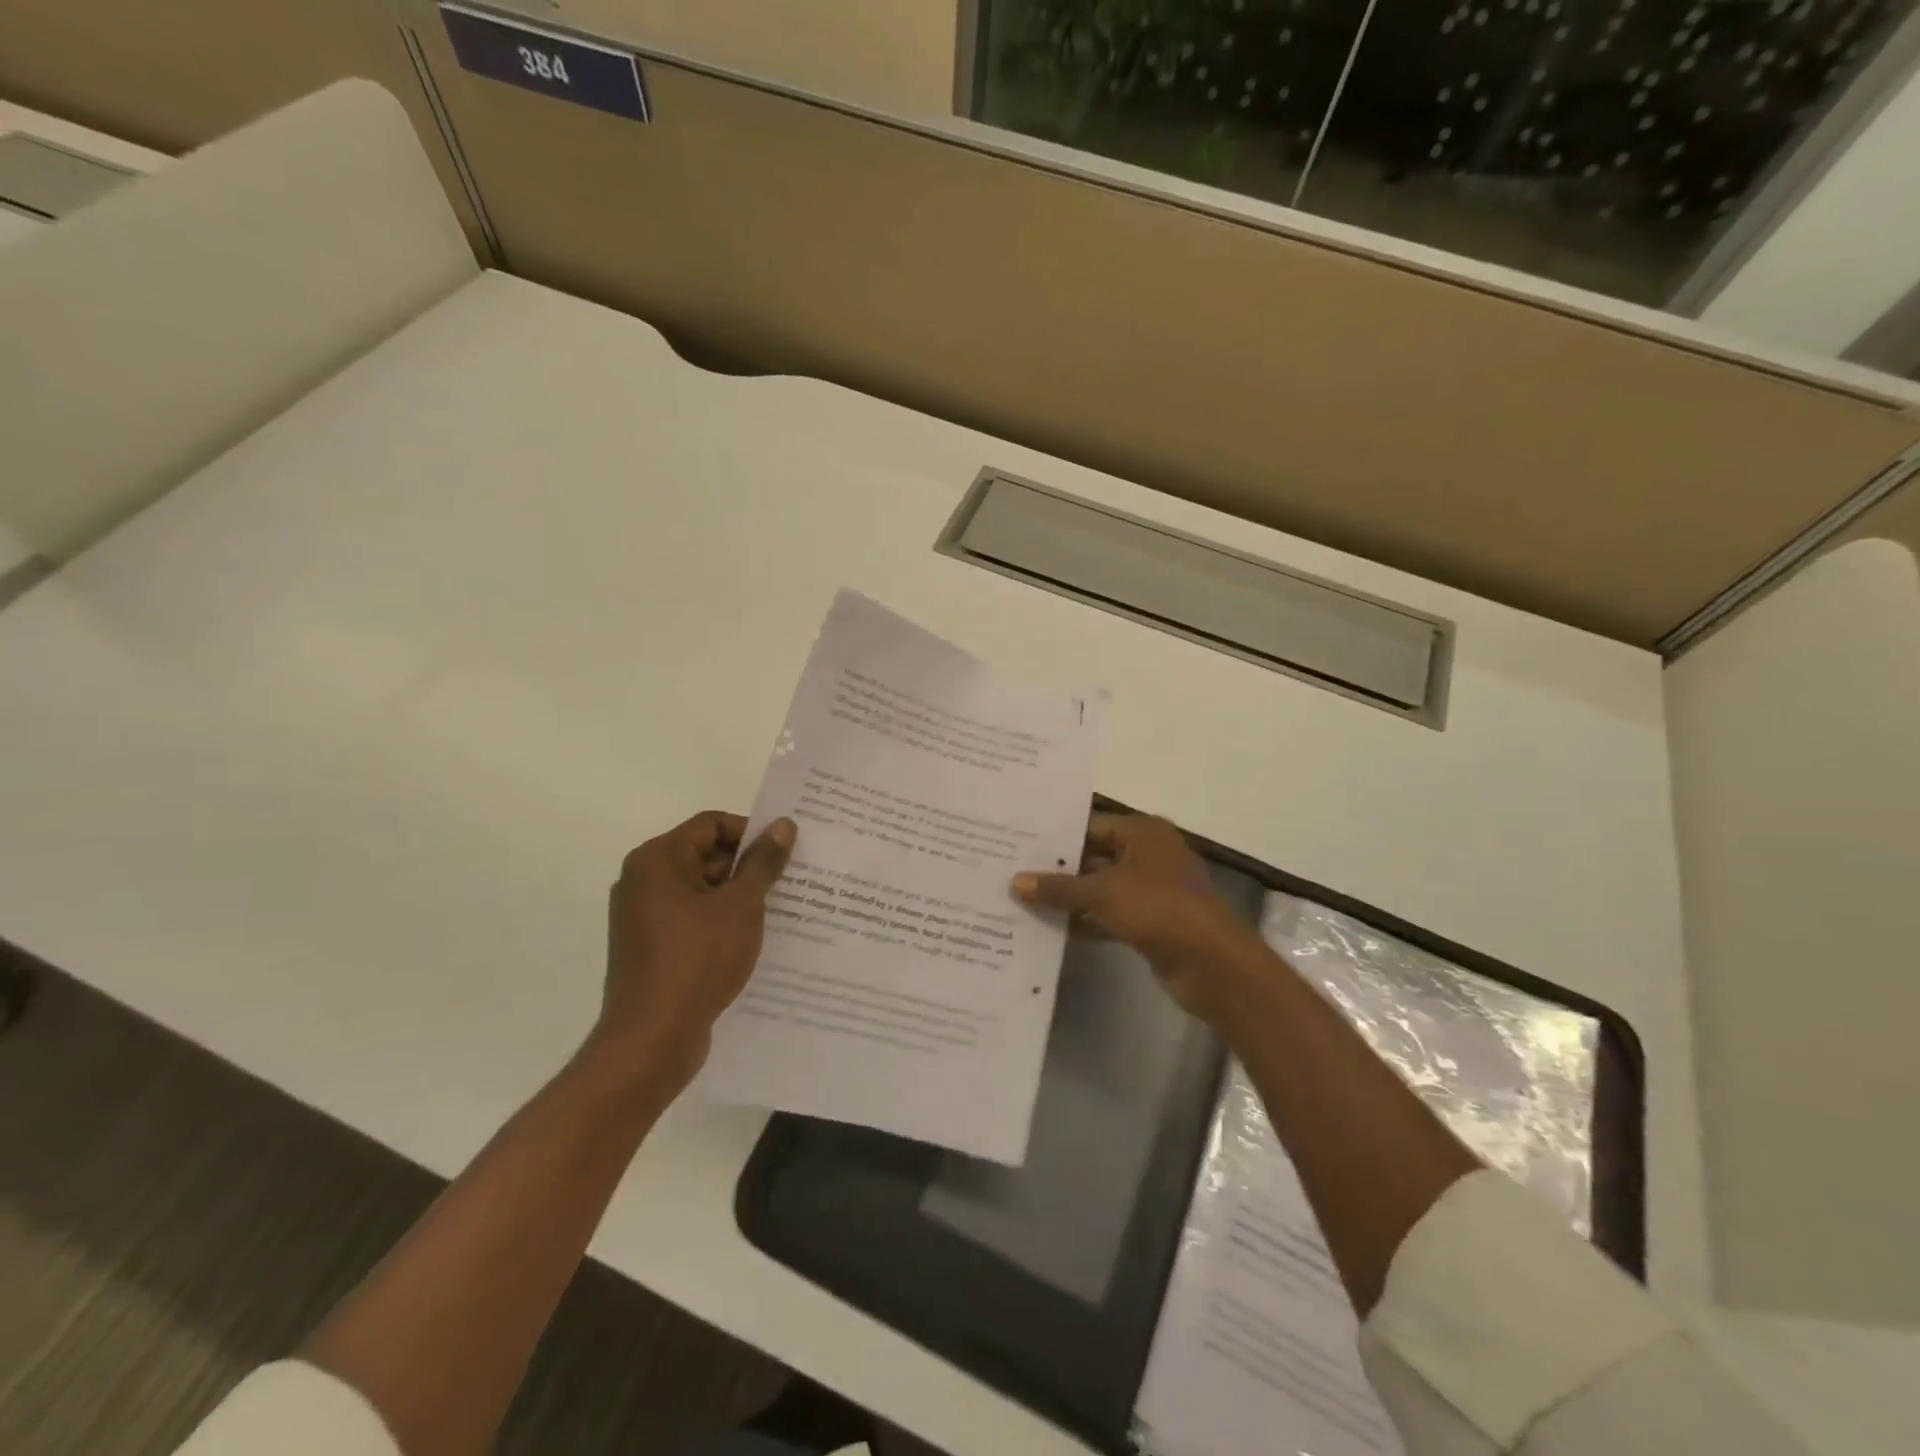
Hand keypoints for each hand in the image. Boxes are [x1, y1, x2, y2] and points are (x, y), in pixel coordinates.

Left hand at [591, 810, 795, 1096]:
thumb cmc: (698, 960)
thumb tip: (783, 825)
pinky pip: (692, 919)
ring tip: (780, 910)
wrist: (652, 1039)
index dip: (751, 832)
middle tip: (790, 882)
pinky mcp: (650, 947)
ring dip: (738, 897)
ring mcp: (643, 916)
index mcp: (657, 859)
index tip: (785, 852)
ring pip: (701, 890)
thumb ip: (763, 862)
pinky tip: (753, 939)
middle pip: (705, 855)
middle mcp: (643, 880)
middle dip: (748, 867)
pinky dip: (721, 922)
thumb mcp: (741, 905)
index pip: (711, 824)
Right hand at [1013, 814, 1261, 1029]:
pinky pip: (1110, 914)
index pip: (1090, 826)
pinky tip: (1051, 928)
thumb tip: (1016, 882)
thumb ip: (1059, 887)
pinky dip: (1086, 920)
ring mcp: (1152, 890)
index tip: (1018, 845)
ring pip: (1100, 888)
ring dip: (1069, 898)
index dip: (1055, 838)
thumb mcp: (1102, 893)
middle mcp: (1148, 854)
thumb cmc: (1158, 910)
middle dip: (1058, 870)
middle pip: (1094, 856)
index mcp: (1143, 833)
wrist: (1212, 964)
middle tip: (1013, 872)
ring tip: (1023, 900)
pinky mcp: (1151, 921)